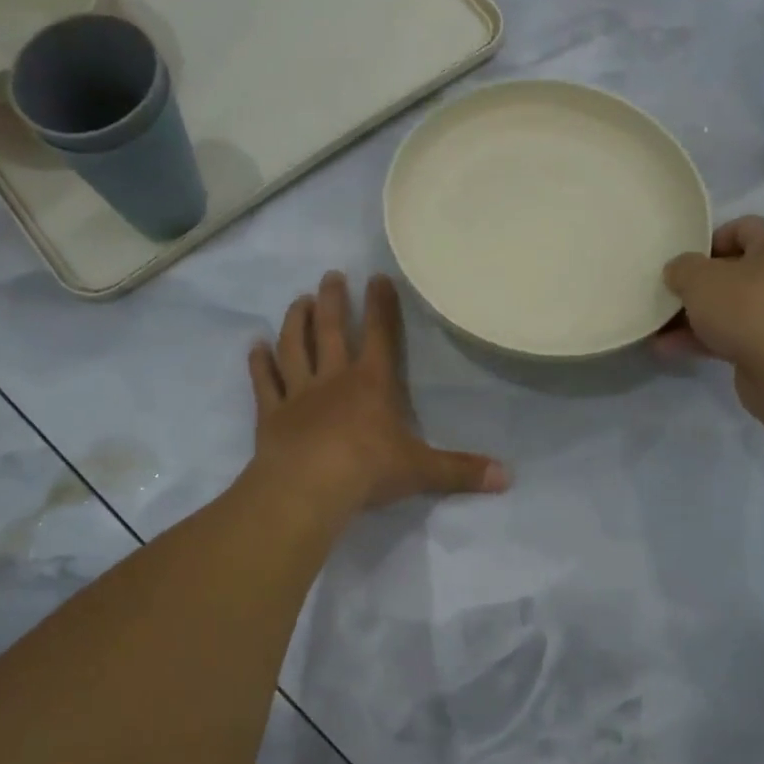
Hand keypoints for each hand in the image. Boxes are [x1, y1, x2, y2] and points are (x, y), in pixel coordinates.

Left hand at [248, 272, 508, 516]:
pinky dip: (259, 364)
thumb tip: (508, 478)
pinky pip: (264, 382)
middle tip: (330, 276)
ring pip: (294, 347)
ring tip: (297, 300)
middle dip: (332, 301)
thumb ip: (462, 471)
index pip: (380, 336)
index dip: (381, 306)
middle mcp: (333, 379)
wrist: (309, 487)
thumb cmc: (368, 471)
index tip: (377, 278)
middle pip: (331, 330)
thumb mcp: (422, 471)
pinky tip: (255, 347)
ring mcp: (298, 394)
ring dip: (295, 322)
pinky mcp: (271, 414)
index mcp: (372, 384)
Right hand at [654, 216, 763, 415]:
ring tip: (658, 326)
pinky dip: (706, 337)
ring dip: (694, 316)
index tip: (678, 264)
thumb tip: (678, 271)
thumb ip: (681, 268)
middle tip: (666, 294)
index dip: (704, 243)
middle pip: (733, 269)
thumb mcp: (700, 280)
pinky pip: (735, 332)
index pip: (738, 228)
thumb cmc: (746, 310)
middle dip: (696, 285)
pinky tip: (669, 348)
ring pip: (731, 305)